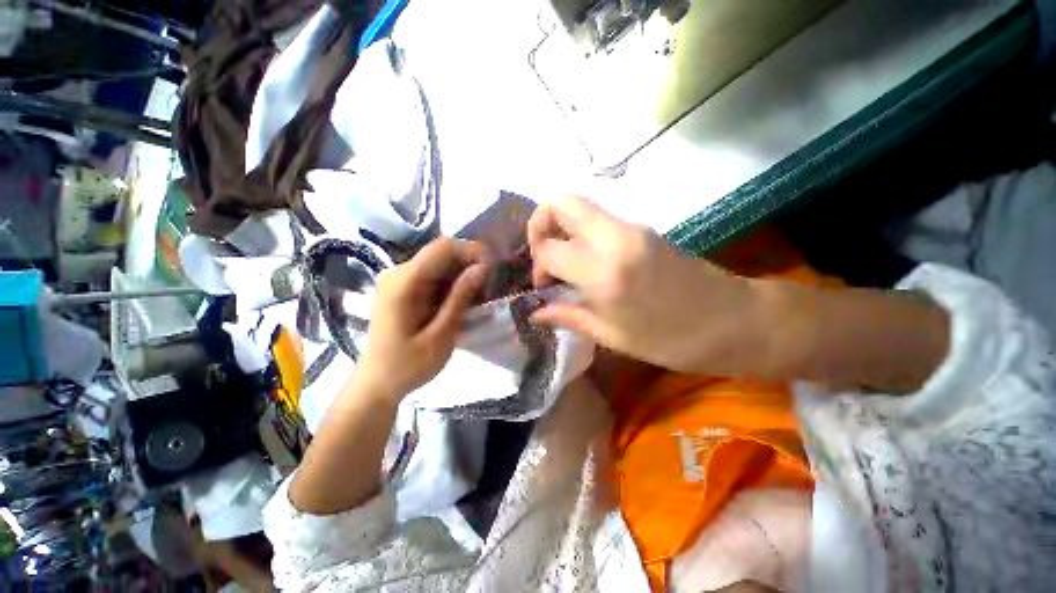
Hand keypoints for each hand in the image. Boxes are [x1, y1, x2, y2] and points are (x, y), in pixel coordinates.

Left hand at [355, 238, 489, 398]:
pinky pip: (433, 276)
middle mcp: (398, 273)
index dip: (472, 251)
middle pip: (441, 253)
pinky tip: (463, 299)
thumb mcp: (441, 336)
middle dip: (470, 263)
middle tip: (490, 285)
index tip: (494, 268)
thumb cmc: (408, 366)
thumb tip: (482, 268)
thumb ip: (460, 299)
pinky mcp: (403, 288)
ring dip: (463, 274)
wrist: (377, 383)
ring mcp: (399, 280)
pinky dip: (452, 283)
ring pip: (439, 263)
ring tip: (480, 294)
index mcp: (403, 283)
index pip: (442, 248)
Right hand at [528, 195, 762, 375]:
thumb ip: (569, 316)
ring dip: (561, 229)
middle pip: (561, 203)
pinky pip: (598, 220)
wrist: (737, 321)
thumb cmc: (673, 340)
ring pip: (579, 207)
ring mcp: (631, 228)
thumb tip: (536, 311)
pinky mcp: (643, 229)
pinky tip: (587, 263)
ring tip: (563, 263)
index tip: (544, 286)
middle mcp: (614, 237)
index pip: (548, 249)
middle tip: (543, 255)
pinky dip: (580, 233)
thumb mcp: (613, 336)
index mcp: (604, 271)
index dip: (537, 266)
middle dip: (540, 224)